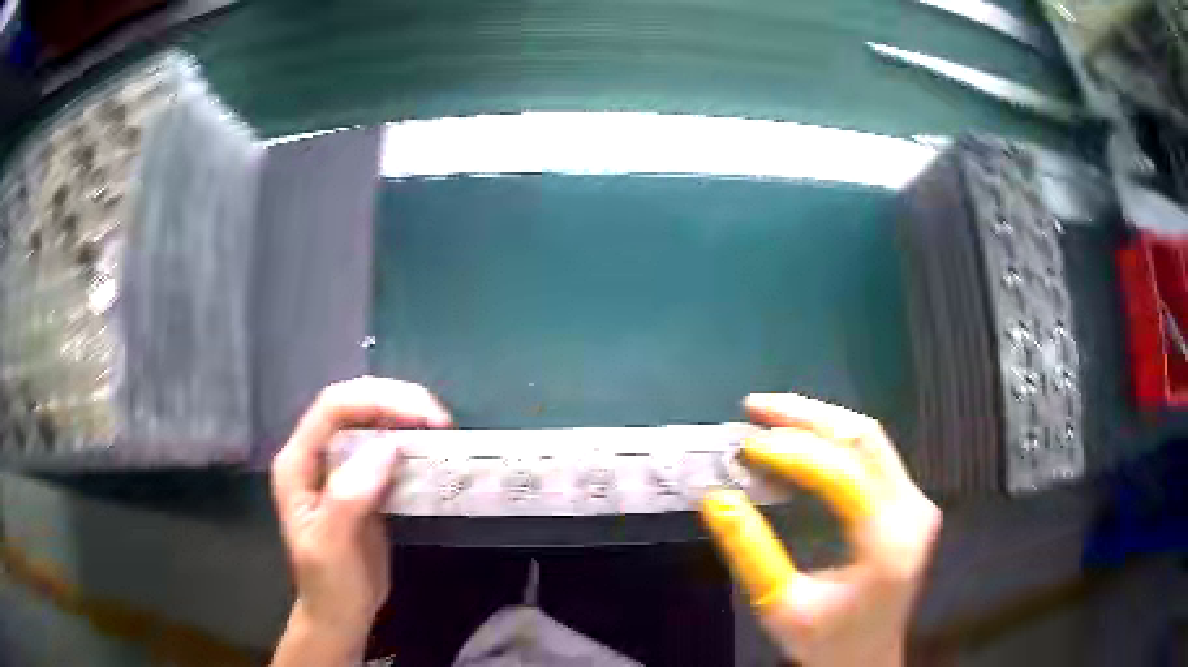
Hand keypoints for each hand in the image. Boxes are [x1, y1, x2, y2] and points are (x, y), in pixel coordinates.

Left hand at [269, 377, 451, 666]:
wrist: (340, 614)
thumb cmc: (329, 584)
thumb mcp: (332, 545)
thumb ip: (349, 495)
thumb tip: (388, 447)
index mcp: (298, 462)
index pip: (333, 409)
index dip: (377, 402)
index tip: (424, 418)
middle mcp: (316, 455)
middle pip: (353, 405)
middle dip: (396, 401)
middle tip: (440, 420)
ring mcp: (339, 467)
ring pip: (372, 421)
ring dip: (406, 417)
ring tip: (442, 429)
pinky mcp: (363, 483)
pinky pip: (386, 449)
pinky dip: (411, 443)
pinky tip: (432, 451)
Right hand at [701, 394, 940, 666]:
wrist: (866, 658)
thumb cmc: (824, 640)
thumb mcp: (779, 606)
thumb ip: (750, 552)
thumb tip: (716, 498)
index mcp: (887, 542)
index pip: (843, 475)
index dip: (793, 452)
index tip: (747, 445)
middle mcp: (912, 511)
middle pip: (864, 439)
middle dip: (806, 417)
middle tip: (754, 409)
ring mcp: (917, 502)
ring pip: (871, 438)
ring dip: (819, 420)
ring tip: (770, 414)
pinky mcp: (910, 501)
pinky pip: (872, 454)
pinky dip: (832, 439)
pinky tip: (801, 437)